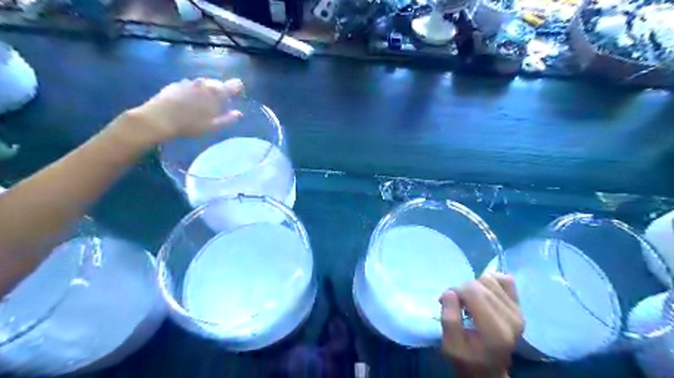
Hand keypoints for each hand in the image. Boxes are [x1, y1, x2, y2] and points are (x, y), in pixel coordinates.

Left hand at [122, 77, 242, 146]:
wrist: (159, 119)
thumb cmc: (190, 124)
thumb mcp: (213, 126)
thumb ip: (228, 119)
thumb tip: (239, 114)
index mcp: (217, 92)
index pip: (235, 85)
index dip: (238, 90)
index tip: (237, 97)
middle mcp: (204, 83)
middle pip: (218, 84)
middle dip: (221, 92)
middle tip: (219, 106)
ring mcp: (189, 82)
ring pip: (204, 85)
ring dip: (206, 92)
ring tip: (203, 106)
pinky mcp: (176, 84)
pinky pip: (191, 86)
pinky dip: (194, 92)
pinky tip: (189, 104)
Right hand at [440, 274, 522, 376]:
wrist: (488, 370)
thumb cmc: (466, 358)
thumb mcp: (450, 345)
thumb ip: (449, 318)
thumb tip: (450, 291)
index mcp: (494, 330)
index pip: (471, 291)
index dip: (454, 291)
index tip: (447, 304)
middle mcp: (511, 319)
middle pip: (479, 284)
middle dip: (462, 290)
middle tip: (457, 305)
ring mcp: (518, 312)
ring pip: (489, 279)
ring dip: (474, 287)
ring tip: (469, 302)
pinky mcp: (519, 308)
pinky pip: (505, 280)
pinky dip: (491, 281)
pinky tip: (483, 293)